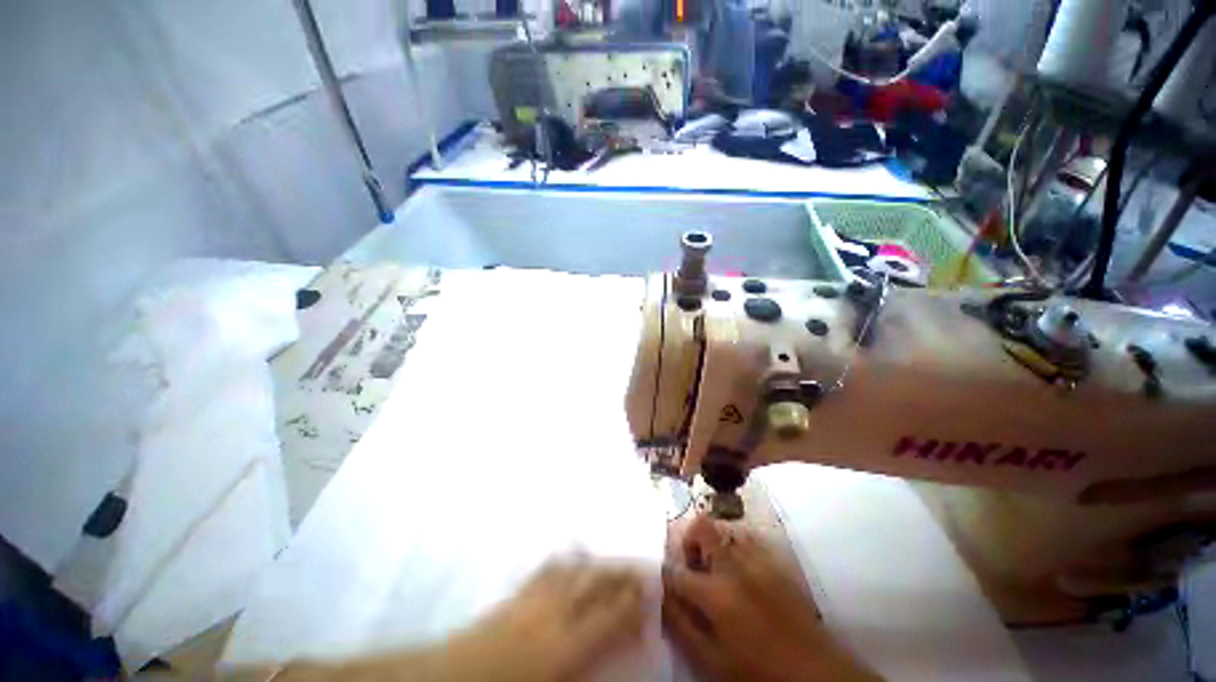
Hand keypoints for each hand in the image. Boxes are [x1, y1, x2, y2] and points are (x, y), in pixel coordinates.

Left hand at [440, 557, 645, 681]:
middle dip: (623, 574)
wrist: (448, 678)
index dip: (633, 602)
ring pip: (575, 569)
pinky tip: (575, 555)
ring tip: (615, 563)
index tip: (651, 593)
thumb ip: (587, 668)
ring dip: (599, 563)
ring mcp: (534, 597)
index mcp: (564, 645)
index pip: (610, 614)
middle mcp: (554, 613)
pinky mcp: (517, 593)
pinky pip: (548, 568)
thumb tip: (612, 654)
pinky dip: (567, 560)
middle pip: (595, 582)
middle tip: (642, 571)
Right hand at [663, 516, 879, 681]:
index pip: (675, 571)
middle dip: (688, 541)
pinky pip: (746, 538)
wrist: (814, 672)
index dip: (663, 574)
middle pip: (700, 526)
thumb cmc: (758, 671)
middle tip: (692, 567)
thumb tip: (662, 597)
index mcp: (715, 592)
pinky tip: (740, 572)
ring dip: (712, 542)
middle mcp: (734, 565)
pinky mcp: (775, 561)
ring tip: (716, 570)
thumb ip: (681, 626)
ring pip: (724, 528)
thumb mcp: (712, 661)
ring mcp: (757, 558)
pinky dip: (734, 547)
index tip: (664, 582)